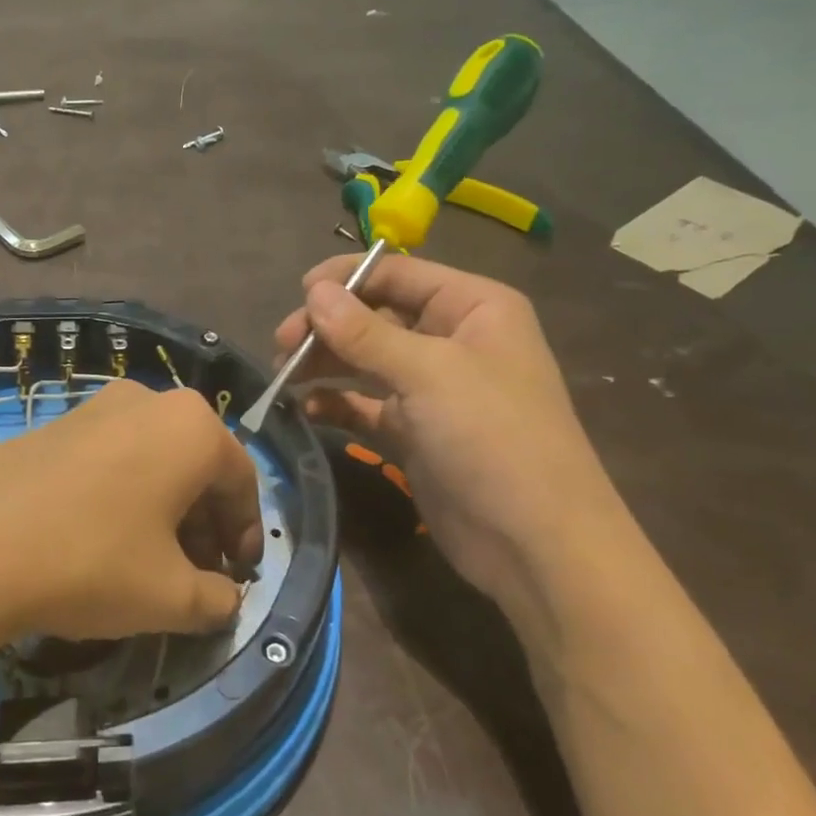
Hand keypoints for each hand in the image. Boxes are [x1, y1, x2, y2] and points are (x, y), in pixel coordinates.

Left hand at [0, 380, 263, 667]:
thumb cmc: (90, 561)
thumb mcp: (170, 596)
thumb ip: (216, 600)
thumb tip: (224, 599)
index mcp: (191, 427)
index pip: (242, 481)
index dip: (246, 534)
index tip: (237, 578)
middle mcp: (147, 401)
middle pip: (196, 467)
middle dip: (204, 524)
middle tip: (196, 576)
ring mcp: (94, 407)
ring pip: (152, 461)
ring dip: (163, 512)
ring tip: (148, 564)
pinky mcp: (51, 425)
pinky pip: (109, 459)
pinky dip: (122, 497)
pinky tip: (99, 542)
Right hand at [275, 254, 628, 647]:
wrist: (533, 541)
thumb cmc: (491, 436)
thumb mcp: (428, 373)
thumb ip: (365, 332)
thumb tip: (314, 292)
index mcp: (472, 307)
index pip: (398, 274)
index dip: (347, 279)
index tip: (298, 295)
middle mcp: (452, 340)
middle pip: (376, 316)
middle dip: (328, 327)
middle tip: (282, 345)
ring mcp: (432, 388)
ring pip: (365, 360)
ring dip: (325, 363)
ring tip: (284, 375)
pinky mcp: (414, 431)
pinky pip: (365, 404)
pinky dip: (337, 403)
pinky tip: (308, 409)